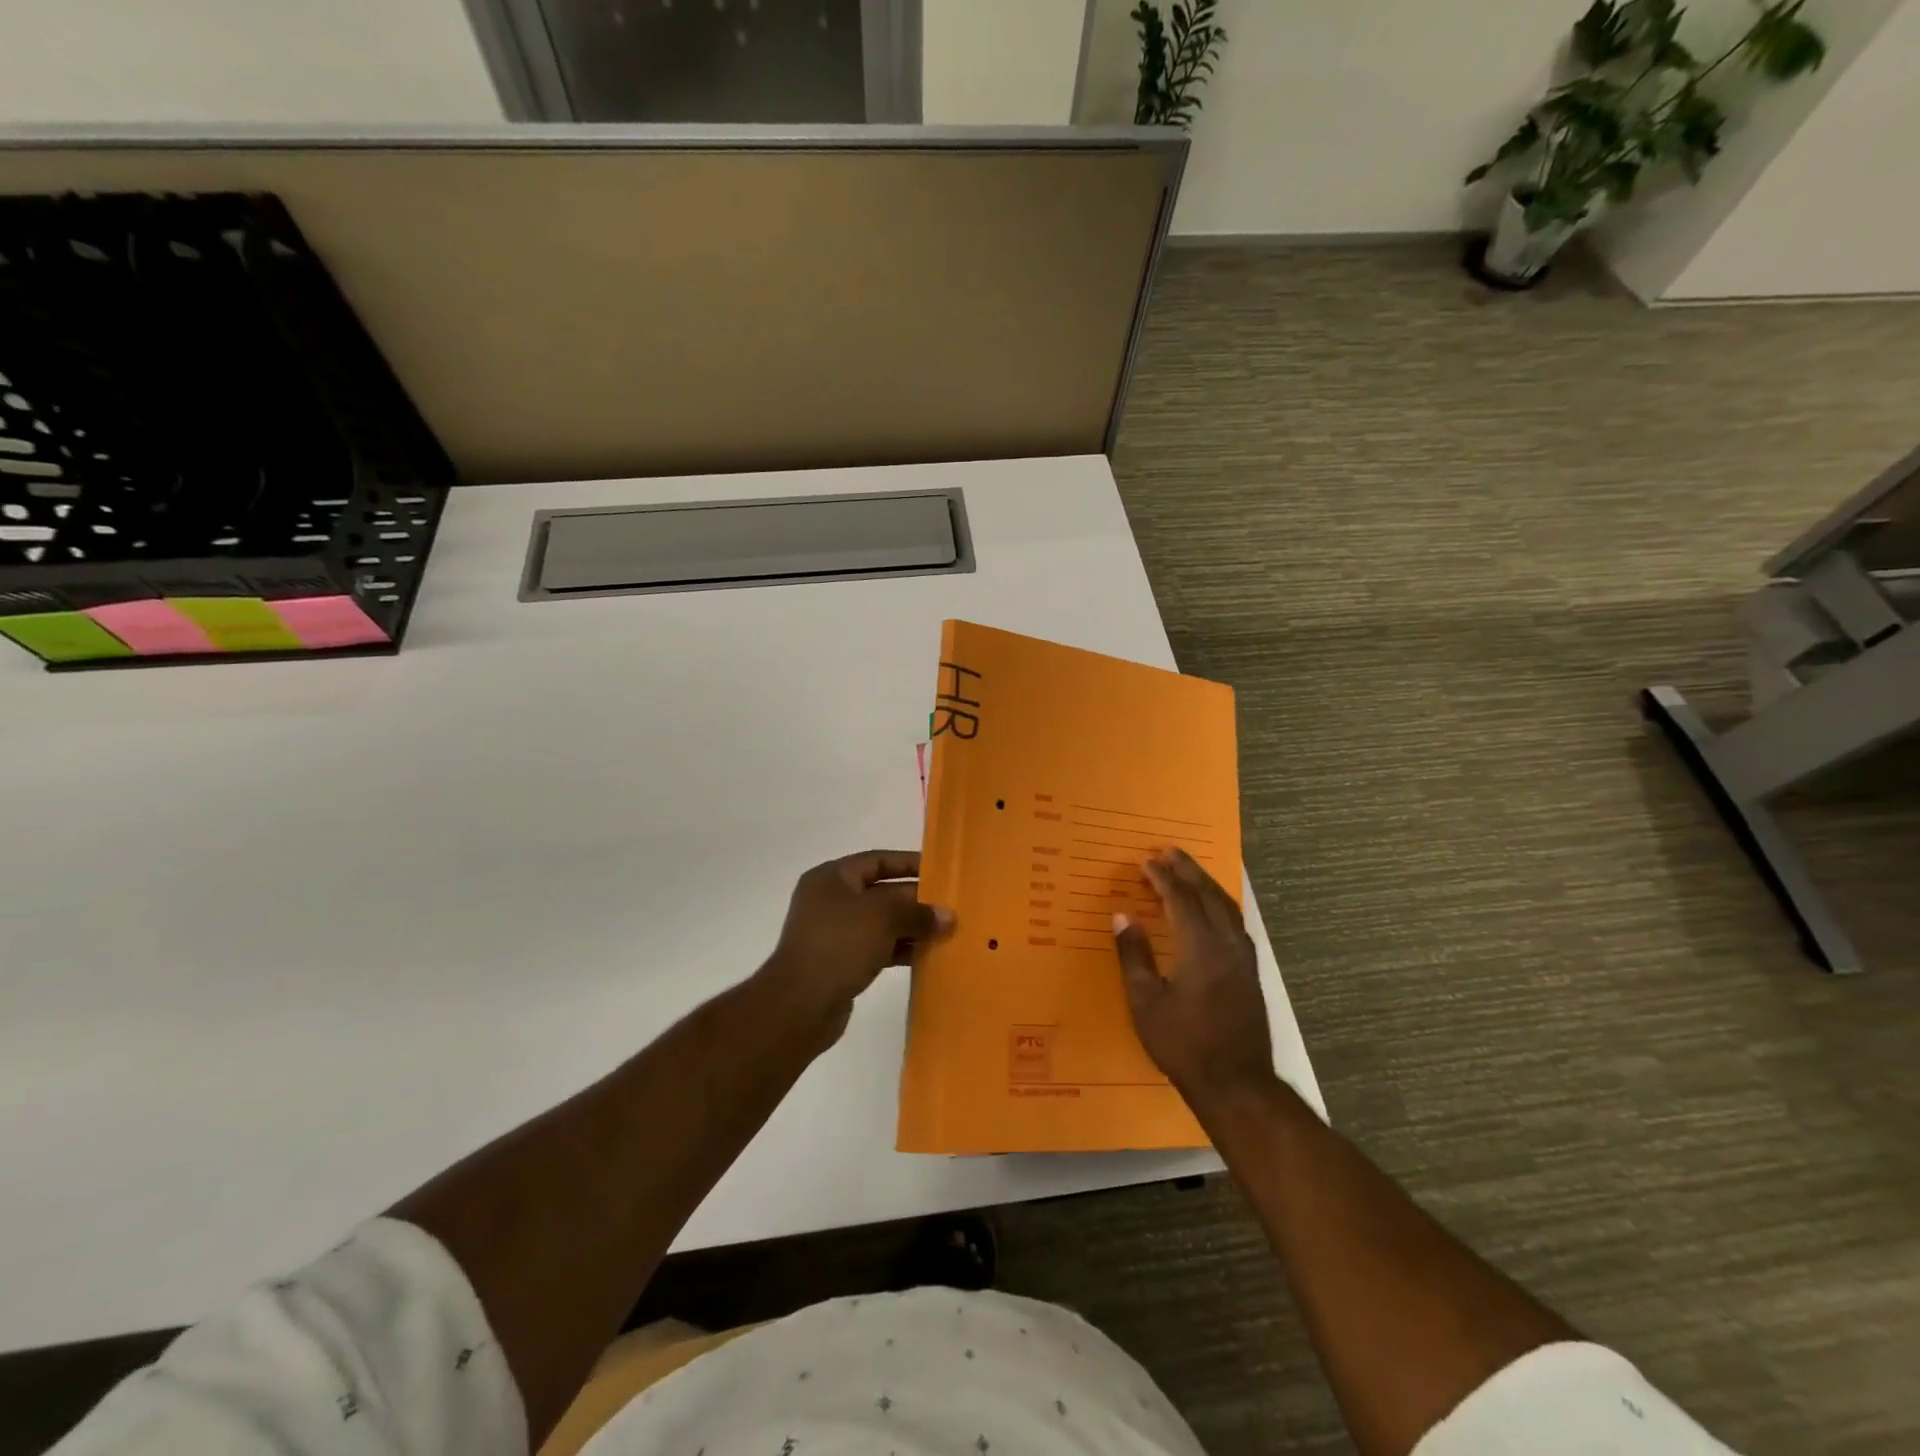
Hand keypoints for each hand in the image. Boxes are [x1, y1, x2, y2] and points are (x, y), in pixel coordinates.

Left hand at [759, 850, 953, 1043]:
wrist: (800, 1004)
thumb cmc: (839, 945)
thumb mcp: (883, 918)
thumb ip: (917, 912)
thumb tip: (948, 916)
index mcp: (832, 878)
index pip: (877, 861)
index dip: (908, 864)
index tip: (940, 872)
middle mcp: (831, 900)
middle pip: (881, 892)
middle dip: (915, 900)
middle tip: (950, 907)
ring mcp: (834, 933)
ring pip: (881, 923)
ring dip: (911, 927)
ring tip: (946, 932)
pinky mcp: (840, 962)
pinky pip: (877, 948)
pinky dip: (899, 950)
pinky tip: (926, 956)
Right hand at [1113, 848, 1274, 1110]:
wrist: (1237, 1084)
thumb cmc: (1184, 1044)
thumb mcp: (1146, 1002)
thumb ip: (1134, 955)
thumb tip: (1122, 916)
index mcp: (1200, 947)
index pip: (1180, 899)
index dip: (1161, 877)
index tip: (1144, 861)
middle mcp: (1227, 943)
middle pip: (1208, 894)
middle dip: (1187, 870)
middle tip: (1168, 850)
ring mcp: (1244, 957)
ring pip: (1226, 906)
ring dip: (1205, 884)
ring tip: (1187, 870)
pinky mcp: (1250, 971)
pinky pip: (1234, 921)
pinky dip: (1219, 903)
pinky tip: (1211, 908)